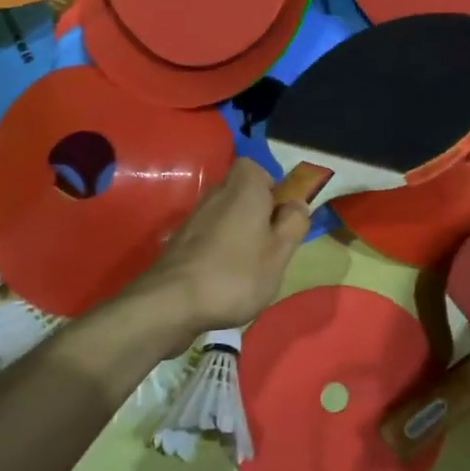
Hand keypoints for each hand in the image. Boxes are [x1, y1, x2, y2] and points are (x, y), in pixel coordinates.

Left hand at [136, 160, 311, 334]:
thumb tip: (297, 204)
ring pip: (225, 213)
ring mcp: (194, 216)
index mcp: (245, 188)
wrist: (172, 302)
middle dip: (257, 212)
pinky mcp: (180, 239)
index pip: (257, 168)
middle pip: (241, 192)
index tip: (281, 215)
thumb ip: (294, 224)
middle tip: (270, 243)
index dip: (272, 188)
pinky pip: (209, 233)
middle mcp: (217, 193)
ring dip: (238, 231)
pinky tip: (224, 275)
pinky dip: (219, 247)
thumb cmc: (237, 274)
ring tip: (248, 265)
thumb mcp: (280, 253)